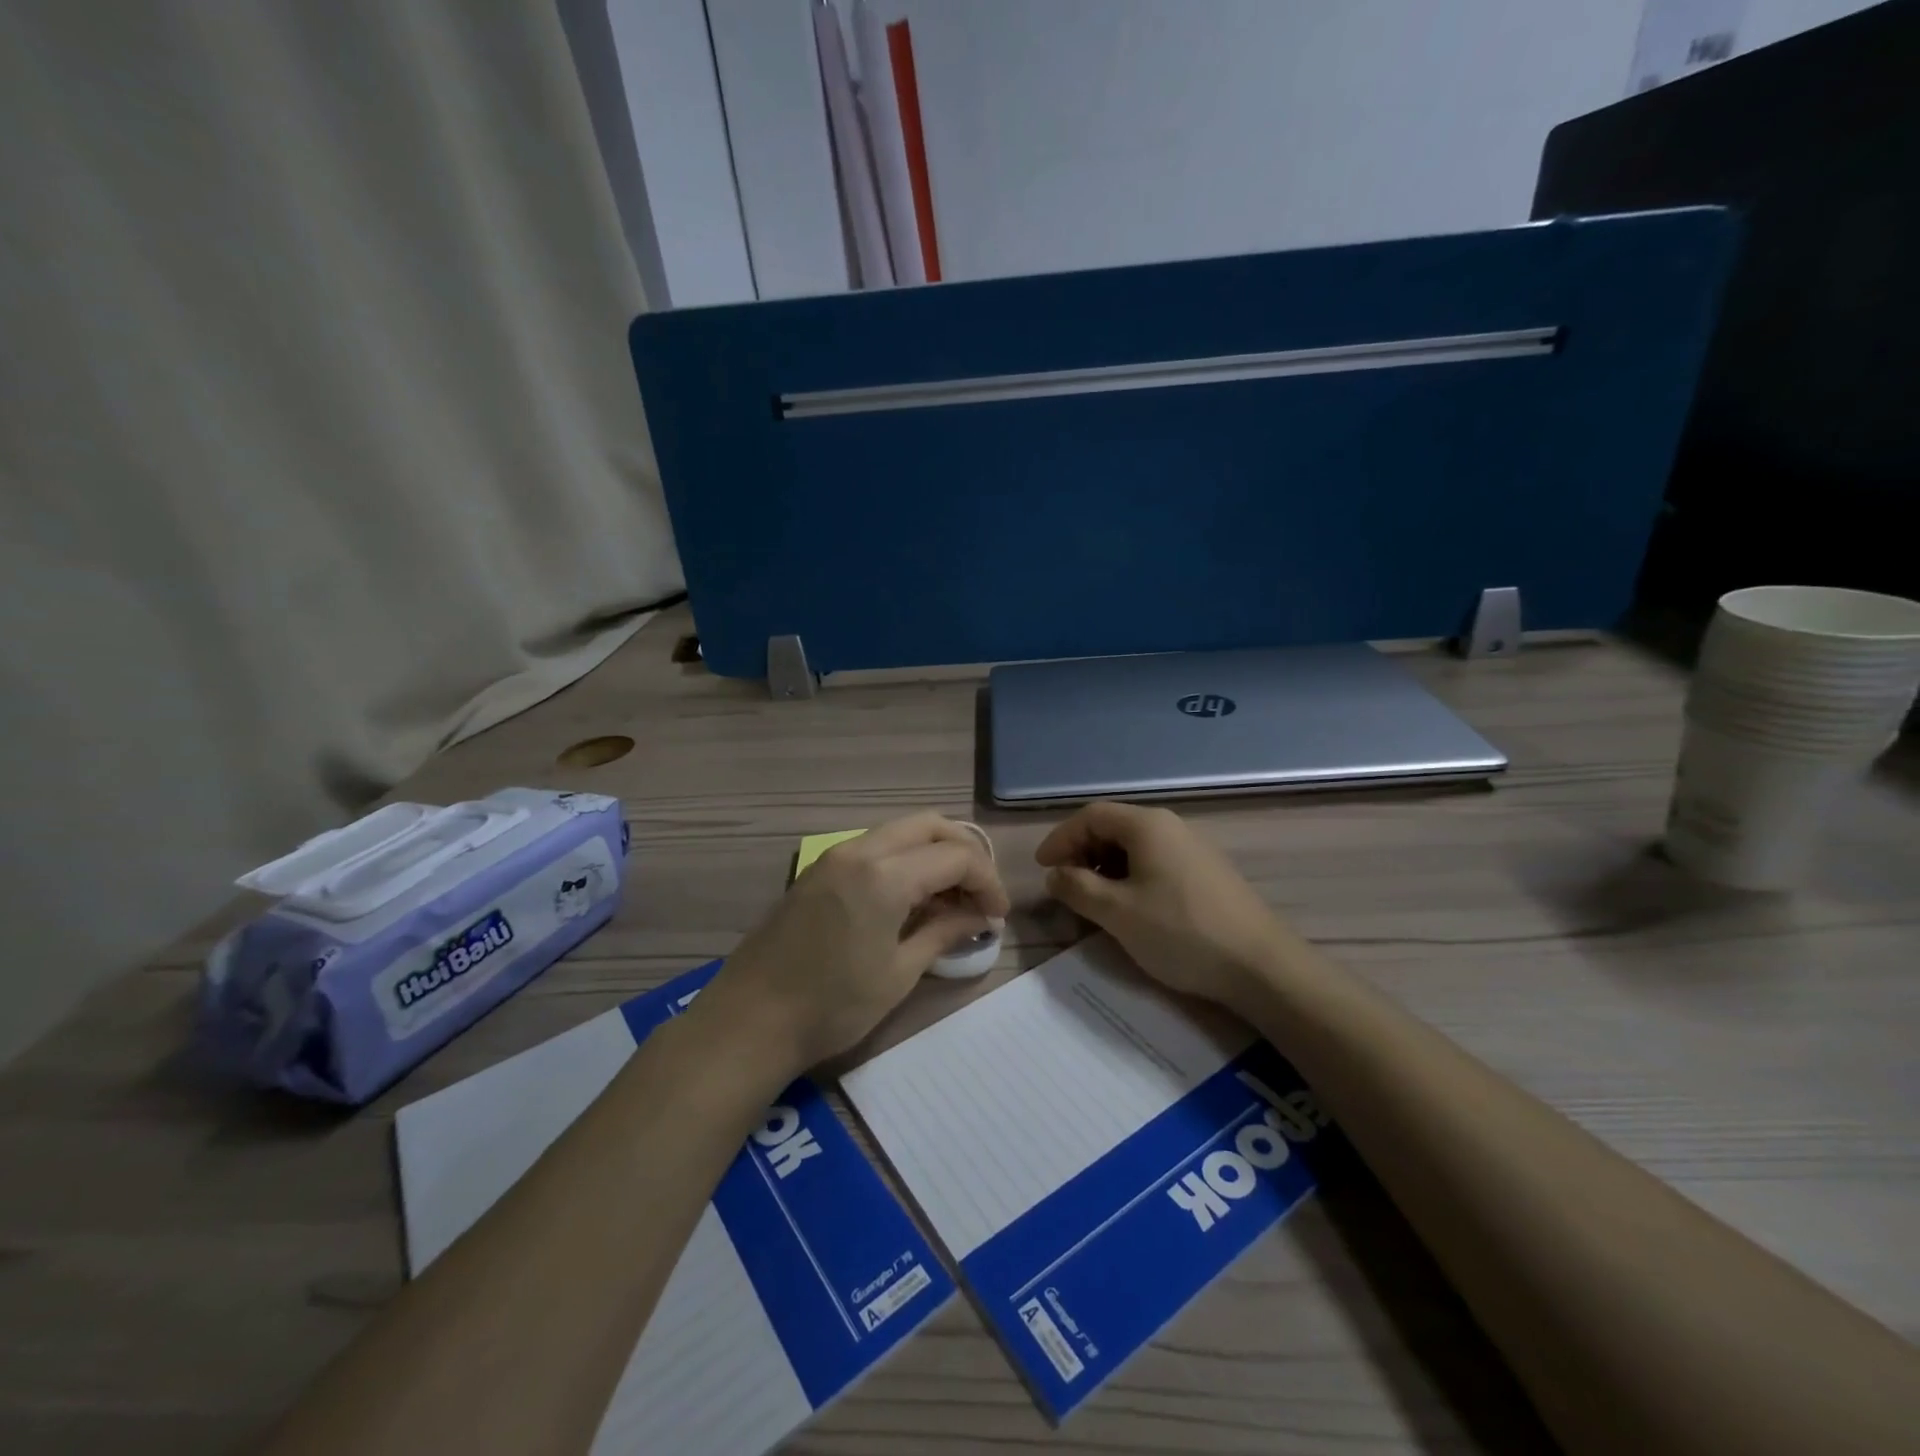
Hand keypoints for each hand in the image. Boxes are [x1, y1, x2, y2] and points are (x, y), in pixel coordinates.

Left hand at [699, 813, 1009, 1077]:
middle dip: (965, 852)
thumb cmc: (832, 1006)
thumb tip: (978, 918)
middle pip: (930, 825)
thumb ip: (943, 932)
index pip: (956, 856)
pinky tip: (911, 899)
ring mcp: (834, 856)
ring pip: (900, 831)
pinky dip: (904, 860)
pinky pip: (875, 847)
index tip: (997, 916)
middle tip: (979, 893)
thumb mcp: (899, 973)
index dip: (987, 882)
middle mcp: (860, 850)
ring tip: (950, 898)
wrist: (749, 1021)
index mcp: (885, 875)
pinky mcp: (818, 870)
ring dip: (933, 853)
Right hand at [1036, 801, 1297, 1015]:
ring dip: (1105, 867)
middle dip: (1082, 852)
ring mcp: (1193, 849)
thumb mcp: (1117, 913)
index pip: (1091, 816)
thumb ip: (1077, 888)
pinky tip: (1131, 908)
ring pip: (1135, 847)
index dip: (1061, 839)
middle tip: (1066, 886)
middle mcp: (1171, 827)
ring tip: (1094, 900)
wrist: (1261, 966)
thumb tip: (1056, 875)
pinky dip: (1130, 877)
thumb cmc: (1181, 932)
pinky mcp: (1206, 873)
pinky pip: (1156, 862)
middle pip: (1113, 827)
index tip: (1043, 869)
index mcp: (1147, 825)